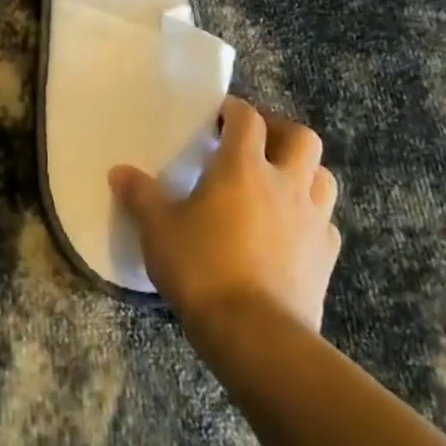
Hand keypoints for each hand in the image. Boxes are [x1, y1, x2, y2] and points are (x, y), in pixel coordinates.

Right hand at [109, 97, 339, 330]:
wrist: (256, 335)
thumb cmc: (202, 268)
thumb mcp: (158, 228)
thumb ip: (140, 195)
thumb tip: (119, 172)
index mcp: (243, 167)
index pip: (247, 118)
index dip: (234, 110)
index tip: (218, 115)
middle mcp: (285, 183)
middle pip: (301, 138)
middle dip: (280, 131)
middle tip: (256, 142)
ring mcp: (312, 220)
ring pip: (323, 177)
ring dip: (305, 171)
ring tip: (280, 181)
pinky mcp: (326, 257)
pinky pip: (326, 222)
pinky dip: (312, 216)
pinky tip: (292, 229)